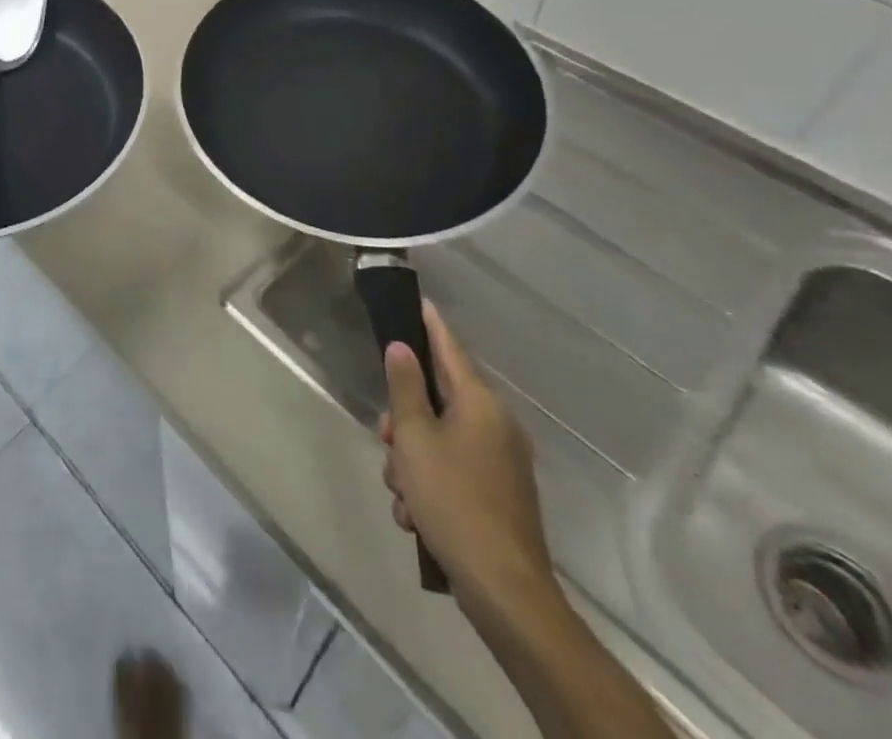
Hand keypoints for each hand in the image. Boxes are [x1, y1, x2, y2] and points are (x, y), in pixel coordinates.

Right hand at [377, 302, 557, 625]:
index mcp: (481, 404)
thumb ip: (405, 388)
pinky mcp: (499, 495)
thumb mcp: (415, 439)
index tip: (417, 300)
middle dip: (404, 419)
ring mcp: (502, 462)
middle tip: (386, 441)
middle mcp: (497, 425)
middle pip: (438, 400)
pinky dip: (430, 484)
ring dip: (412, 460)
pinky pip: (453, 470)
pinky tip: (417, 516)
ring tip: (402, 494)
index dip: (430, 324)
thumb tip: (401, 347)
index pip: (450, 348)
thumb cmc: (453, 500)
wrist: (505, 591)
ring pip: (440, 439)